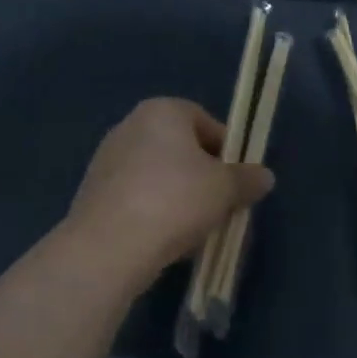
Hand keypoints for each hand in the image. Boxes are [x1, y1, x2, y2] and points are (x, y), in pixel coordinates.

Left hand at [63, 98, 273, 280]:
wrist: (109, 246)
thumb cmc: (175, 201)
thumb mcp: (225, 189)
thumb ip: (247, 179)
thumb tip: (264, 176)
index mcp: (162, 110)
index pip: (206, 122)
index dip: (228, 151)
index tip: (237, 181)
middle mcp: (131, 125)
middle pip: (180, 148)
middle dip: (202, 175)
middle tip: (219, 206)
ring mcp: (107, 158)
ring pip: (158, 174)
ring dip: (178, 195)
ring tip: (193, 229)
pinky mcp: (93, 191)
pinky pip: (136, 195)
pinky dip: (153, 211)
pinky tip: (163, 239)